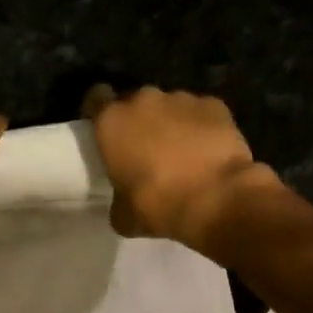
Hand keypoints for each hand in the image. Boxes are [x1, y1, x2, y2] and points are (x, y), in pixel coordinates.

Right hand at [83, 85, 280, 248]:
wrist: (216, 198)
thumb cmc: (158, 205)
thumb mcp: (122, 215)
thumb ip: (117, 199)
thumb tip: (123, 202)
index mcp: (112, 122)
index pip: (95, 97)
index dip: (98, 111)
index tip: (103, 128)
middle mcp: (144, 100)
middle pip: (135, 102)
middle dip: (137, 121)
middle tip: (143, 149)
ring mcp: (181, 98)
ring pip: (169, 106)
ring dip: (169, 123)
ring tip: (180, 152)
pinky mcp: (214, 105)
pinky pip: (200, 113)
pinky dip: (200, 127)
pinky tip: (206, 151)